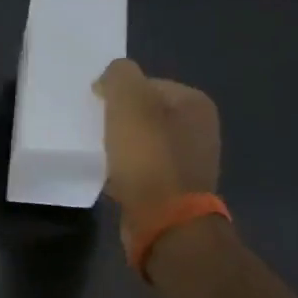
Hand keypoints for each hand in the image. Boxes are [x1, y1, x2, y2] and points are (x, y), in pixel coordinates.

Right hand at [93, 59, 220, 251]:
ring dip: (122, 145)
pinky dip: (127, 169)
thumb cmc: (148, 157)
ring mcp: (191, 162)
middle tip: (97, 129)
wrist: (164, 222)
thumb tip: (112, 77)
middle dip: (120, 119)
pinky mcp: (177, 190)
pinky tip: (112, 177)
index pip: (147, 83)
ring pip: (144, 141)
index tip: (98, 107)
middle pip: (146, 112)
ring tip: (102, 153)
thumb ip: (119, 75)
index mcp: (195, 104)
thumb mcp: (128, 102)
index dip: (118, 92)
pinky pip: (145, 168)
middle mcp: (200, 129)